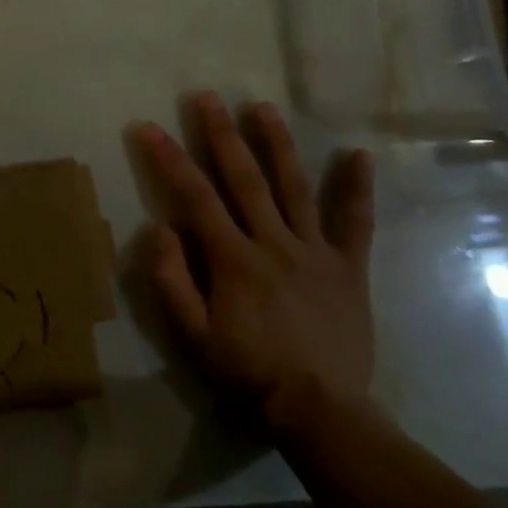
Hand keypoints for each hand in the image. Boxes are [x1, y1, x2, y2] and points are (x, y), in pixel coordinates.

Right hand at [135, 94, 374, 435]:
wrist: (320, 410)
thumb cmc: (248, 372)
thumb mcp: (194, 335)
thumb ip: (173, 280)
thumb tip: (159, 228)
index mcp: (233, 259)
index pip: (194, 197)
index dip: (168, 159)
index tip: (148, 127)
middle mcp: (273, 243)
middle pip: (244, 179)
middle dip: (221, 134)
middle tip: (207, 97)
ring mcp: (315, 251)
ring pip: (293, 187)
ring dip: (277, 144)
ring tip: (262, 107)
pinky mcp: (348, 267)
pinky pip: (355, 223)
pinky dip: (356, 188)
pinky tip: (360, 155)